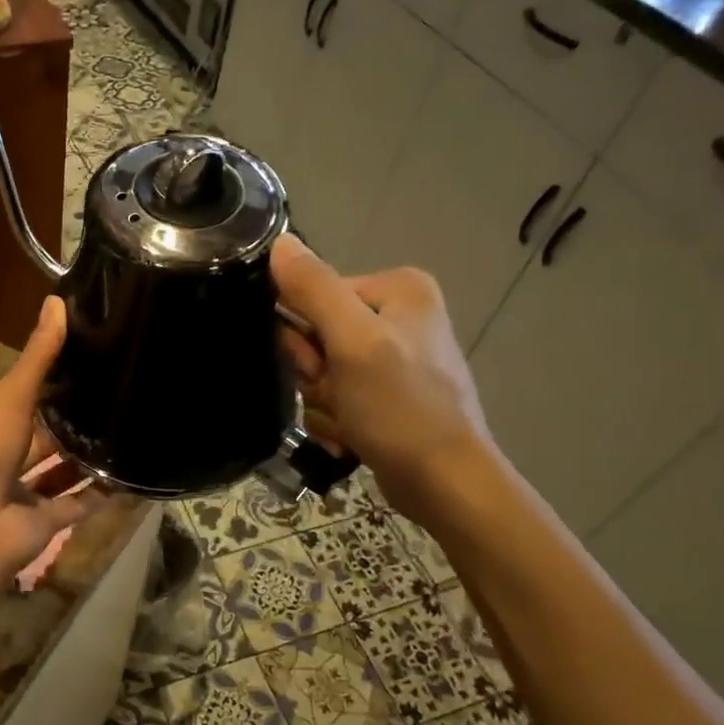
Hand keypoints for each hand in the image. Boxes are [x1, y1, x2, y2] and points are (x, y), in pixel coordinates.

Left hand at [0, 297, 100, 586]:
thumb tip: (58, 299)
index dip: (53, 377)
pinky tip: (131, 474)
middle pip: (45, 433)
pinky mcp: (46, 520)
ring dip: (88, 456)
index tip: (91, 357)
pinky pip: (78, 503)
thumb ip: (38, 355)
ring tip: (129, 429)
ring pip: (62, 469)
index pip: (25, 394)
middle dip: (73, 419)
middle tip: (120, 392)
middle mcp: (6, 454)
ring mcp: (25, 490)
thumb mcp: (12, 396)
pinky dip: (101, 493)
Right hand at [271, 236, 495, 519]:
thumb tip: (279, 241)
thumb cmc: (400, 406)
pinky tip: (353, 433)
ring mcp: (396, 356)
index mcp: (399, 288)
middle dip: (315, 372)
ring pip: (322, 368)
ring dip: (322, 398)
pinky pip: (338, 393)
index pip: (317, 294)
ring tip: (349, 419)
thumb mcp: (352, 342)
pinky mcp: (390, 392)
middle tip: (337, 395)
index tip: (318, 367)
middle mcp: (401, 314)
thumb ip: (313, 289)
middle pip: (318, 332)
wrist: (444, 483)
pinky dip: (336, 416)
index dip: (305, 334)